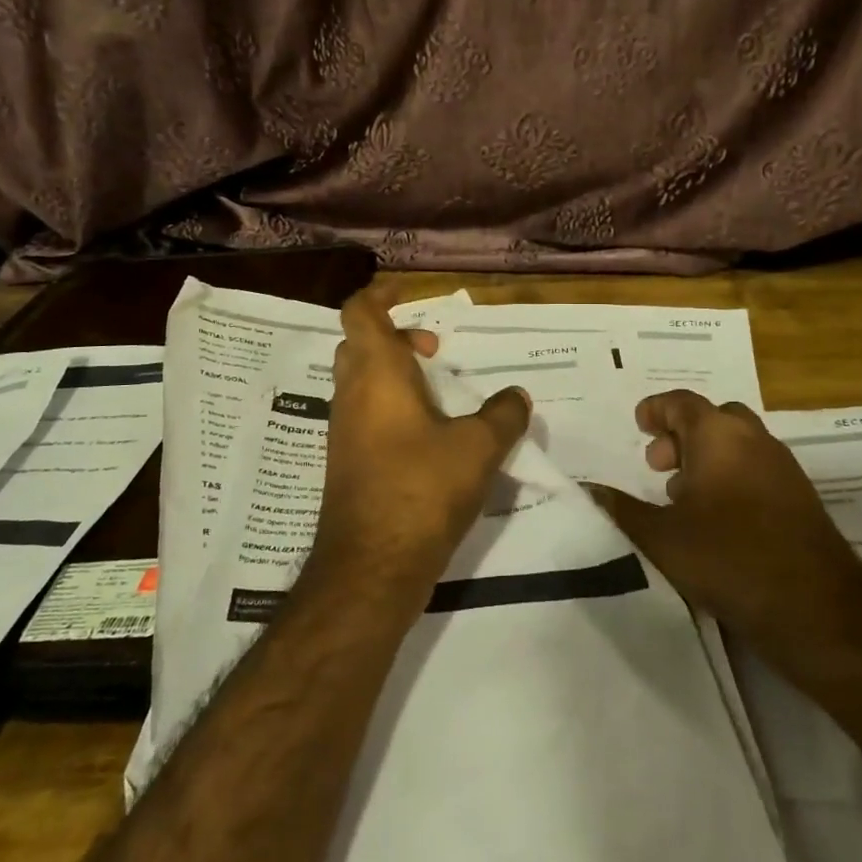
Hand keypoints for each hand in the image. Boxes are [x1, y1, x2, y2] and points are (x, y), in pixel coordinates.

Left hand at [313, 287, 530, 600]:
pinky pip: (365, 415)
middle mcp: (352, 395)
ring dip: (395, 375)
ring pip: (362, 382)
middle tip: (434, 350)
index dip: (379, 295)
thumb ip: (502, 415)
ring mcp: (344, 431)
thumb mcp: (478, 448)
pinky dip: (392, 407)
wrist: (370, 567)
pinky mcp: (347, 462)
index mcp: (376, 374)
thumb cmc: (421, 490)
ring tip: (441, 393)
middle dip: (395, 337)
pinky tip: (430, 436)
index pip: (359, 313)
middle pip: (360, 345)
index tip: (408, 294)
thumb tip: (518, 396)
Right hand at [587, 391, 861, 650]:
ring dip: (706, 457)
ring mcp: (783, 468)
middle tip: (657, 464)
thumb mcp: (661, 537)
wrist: (817, 610)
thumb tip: (587, 489)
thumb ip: (621, 509)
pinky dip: (730, 476)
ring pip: (737, 444)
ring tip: (680, 494)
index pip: (682, 402)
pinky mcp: (800, 499)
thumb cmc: (728, 559)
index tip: (639, 423)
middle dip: (682, 434)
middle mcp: (754, 440)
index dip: (656, 409)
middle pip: (713, 419)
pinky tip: (715, 519)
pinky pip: (756, 469)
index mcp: (718, 435)